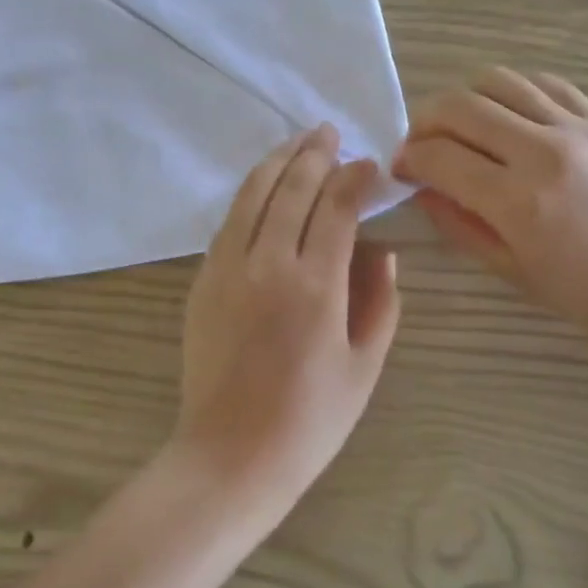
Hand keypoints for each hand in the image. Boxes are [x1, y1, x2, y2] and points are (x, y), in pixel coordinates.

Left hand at [174, 125, 401, 514]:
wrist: (230, 455)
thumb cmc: (309, 421)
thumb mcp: (364, 367)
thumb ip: (380, 302)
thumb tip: (383, 251)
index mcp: (316, 287)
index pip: (337, 208)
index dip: (355, 179)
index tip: (370, 166)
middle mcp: (268, 264)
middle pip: (292, 189)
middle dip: (314, 154)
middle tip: (330, 133)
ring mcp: (228, 268)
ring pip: (252, 195)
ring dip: (277, 162)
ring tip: (297, 142)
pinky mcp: (203, 280)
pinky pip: (230, 221)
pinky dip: (250, 194)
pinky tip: (263, 187)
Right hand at [393, 67, 587, 358]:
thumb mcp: (512, 271)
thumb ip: (459, 224)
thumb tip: (423, 189)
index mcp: (519, 201)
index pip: (438, 157)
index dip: (407, 159)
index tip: (401, 169)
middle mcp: (544, 152)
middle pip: (459, 107)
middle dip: (424, 122)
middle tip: (422, 145)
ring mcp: (579, 129)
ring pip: (499, 82)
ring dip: (466, 101)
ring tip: (464, 128)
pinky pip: (546, 84)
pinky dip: (513, 93)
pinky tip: (509, 116)